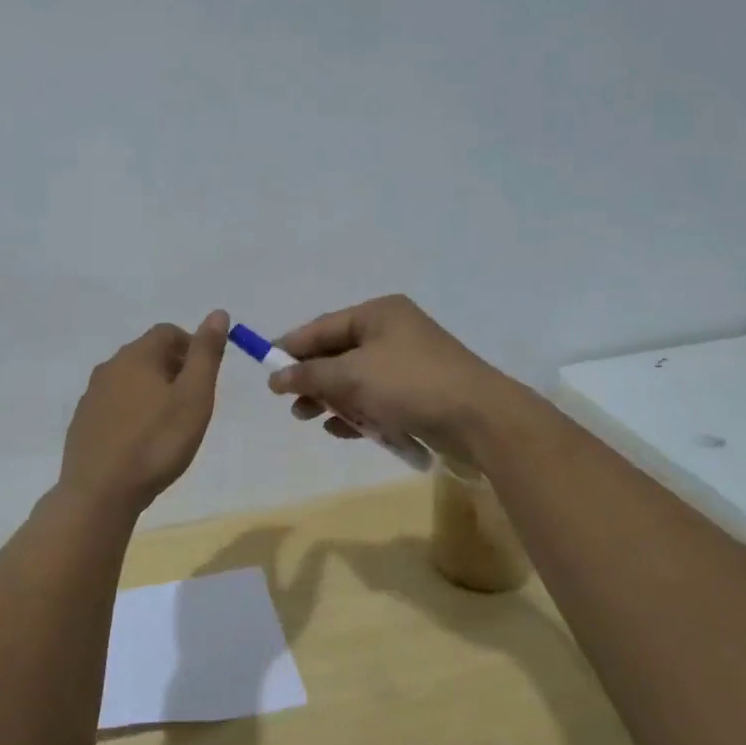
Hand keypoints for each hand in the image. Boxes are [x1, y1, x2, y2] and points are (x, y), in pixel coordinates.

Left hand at [59, 311, 229, 513]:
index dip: (191, 346)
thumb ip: (206, 354)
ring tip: (169, 423)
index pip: (167, 332)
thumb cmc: (157, 442)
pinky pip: (114, 404)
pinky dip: (132, 411)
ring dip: (151, 390)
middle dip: (173, 368)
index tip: (205, 375)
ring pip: (129, 380)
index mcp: (137, 356)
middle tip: (192, 401)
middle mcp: (109, 367)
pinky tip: (141, 440)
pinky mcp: (83, 422)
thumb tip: (218, 313)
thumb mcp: (194, 397)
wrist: (100, 492)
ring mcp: (91, 395)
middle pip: (146, 354)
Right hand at [268, 295, 522, 462]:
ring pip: (356, 379)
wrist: (480, 418)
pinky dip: (357, 412)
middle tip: (289, 402)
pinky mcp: (419, 392)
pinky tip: (340, 430)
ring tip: (309, 419)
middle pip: (338, 353)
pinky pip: (376, 398)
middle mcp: (393, 332)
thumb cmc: (409, 384)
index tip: (266, 368)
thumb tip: (276, 377)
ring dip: (331, 398)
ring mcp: (408, 363)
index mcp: (378, 314)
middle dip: (312, 379)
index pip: (323, 326)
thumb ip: (310, 375)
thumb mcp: (351, 376)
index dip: (291, 347)